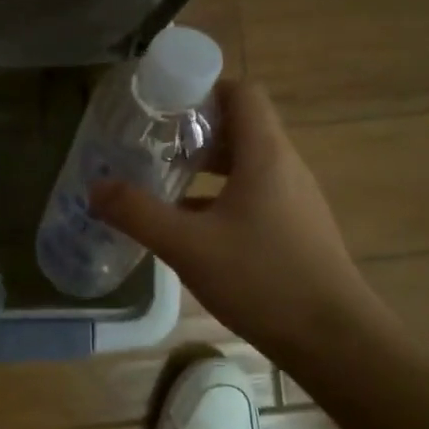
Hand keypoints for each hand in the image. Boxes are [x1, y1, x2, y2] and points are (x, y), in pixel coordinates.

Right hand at [90, 80, 383, 356]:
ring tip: (163, 181)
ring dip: (206, 166)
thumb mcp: (187, 246)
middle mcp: (285, 167)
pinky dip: (220, 197)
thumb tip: (95, 188)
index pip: (242, 93)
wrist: (333, 339)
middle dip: (195, 131)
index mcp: (265, 155)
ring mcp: (294, 200)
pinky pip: (253, 195)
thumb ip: (137, 213)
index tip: (162, 107)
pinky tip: (190, 226)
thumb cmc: (261, 279)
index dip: (203, 89)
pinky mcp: (295, 229)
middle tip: (152, 145)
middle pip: (241, 127)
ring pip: (246, 164)